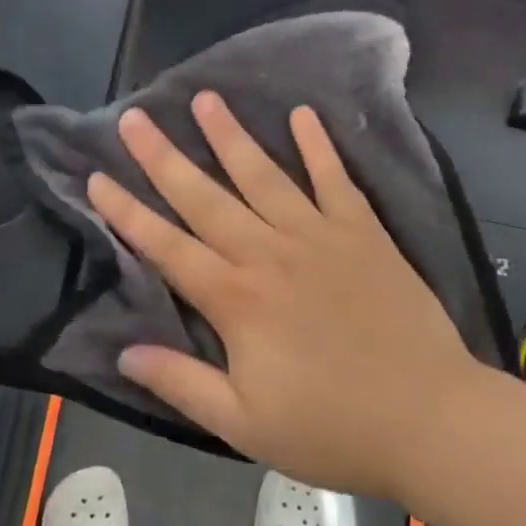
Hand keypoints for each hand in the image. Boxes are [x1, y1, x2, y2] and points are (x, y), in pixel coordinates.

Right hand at [87, 92, 482, 498]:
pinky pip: (335, 179)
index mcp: (236, 299)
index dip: (127, 213)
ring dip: (230, 136)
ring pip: (263, 176)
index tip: (97, 177)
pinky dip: (319, 146)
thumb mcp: (243, 425)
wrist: (428, 417)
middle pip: (206, 197)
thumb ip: (182, 382)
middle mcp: (269, 253)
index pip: (166, 247)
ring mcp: (319, 236)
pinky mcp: (362, 232)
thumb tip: (124, 352)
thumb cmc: (331, 428)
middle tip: (134, 117)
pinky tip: (303, 115)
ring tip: (205, 98)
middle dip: (164, 157)